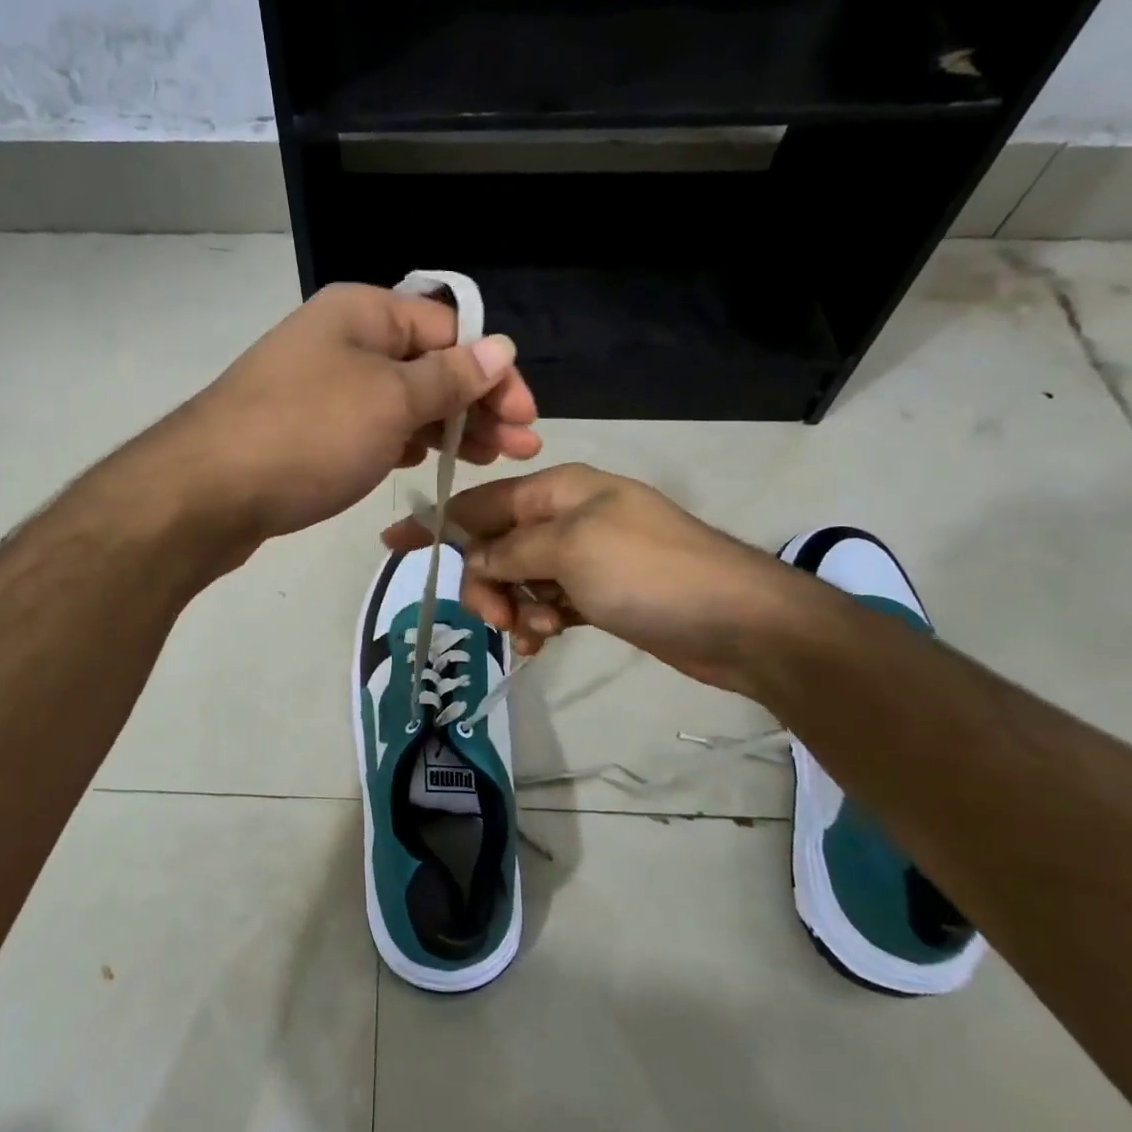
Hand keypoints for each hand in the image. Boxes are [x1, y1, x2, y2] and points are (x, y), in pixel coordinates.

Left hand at [168, 282, 539, 547]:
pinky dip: (402, 440)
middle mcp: (341, 338)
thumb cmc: (309, 435)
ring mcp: (320, 384)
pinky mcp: (306, 427)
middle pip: (427, 363)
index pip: (450, 328)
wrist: (206, 492)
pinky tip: (423, 461)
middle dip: (477, 404)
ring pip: (400, 398)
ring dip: (445, 425)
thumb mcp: (391, 402)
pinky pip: (369, 424)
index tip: (526, 419)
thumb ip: (449, 377)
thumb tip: (501, 347)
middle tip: (518, 449)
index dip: (494, 371)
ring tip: (483, 460)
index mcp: (363, 312)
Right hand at [380, 463, 821, 695]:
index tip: (392, 543)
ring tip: (532, 633)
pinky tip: (544, 641)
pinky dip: (538, 620)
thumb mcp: (571, 549)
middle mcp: (568, 517)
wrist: (739, 622)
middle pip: (497, 544)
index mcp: (560, 490)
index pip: (481, 502)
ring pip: (519, 578)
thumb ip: (512, 549)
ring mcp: (586, 557)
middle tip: (495, 615)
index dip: (436, 522)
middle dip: (486, 580)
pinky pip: (547, 602)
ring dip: (513, 607)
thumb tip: (476, 558)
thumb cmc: (650, 572)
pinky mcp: (600, 594)